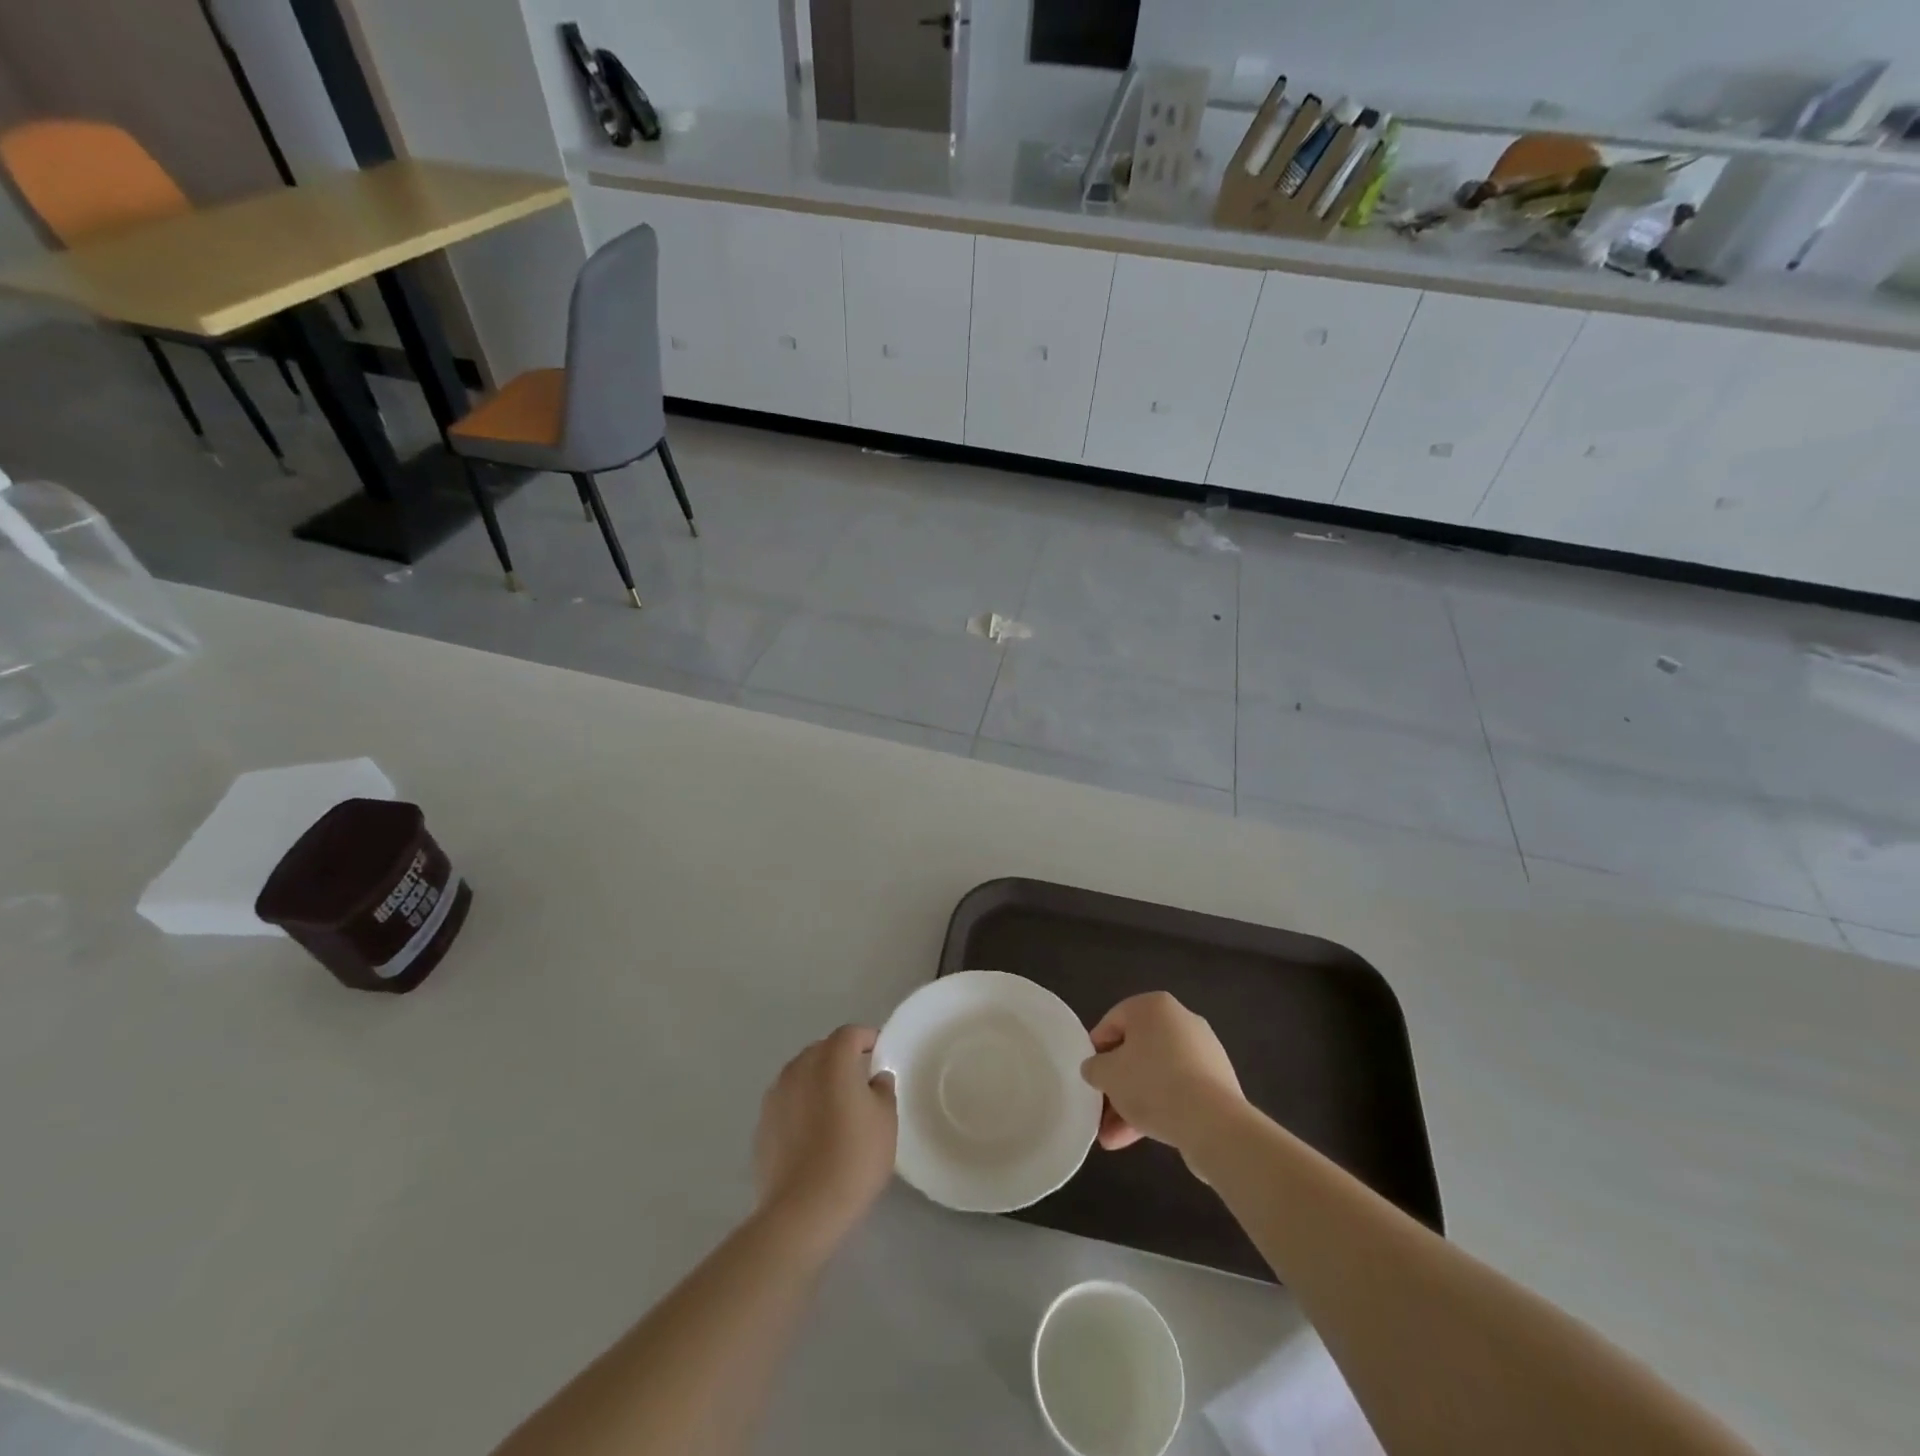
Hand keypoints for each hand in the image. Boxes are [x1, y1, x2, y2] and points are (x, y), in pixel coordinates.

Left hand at [754, 1026, 896, 1252]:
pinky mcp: (762, 1123)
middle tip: (860, 1081)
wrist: (802, 1210)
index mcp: (831, 1060)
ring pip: (801, 1074)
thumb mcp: (886, 1121)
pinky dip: (801, 1105)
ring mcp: (776, 1095)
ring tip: (835, 1107)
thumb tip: (874, 1079)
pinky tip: (813, 1133)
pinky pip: (787, 1101)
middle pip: (822, 1050)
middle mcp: (799, 1068)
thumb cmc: (853, 1158)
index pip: (850, 1034)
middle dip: (841, 1058)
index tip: (879, 1054)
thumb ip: (882, 1090)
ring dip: (818, 1081)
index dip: (866, 1039)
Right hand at [1080, 992, 1245, 1153]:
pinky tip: (1137, 1138)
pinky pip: (1178, 1090)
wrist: (1214, 1123)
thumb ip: (1094, 1067)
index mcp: (1154, 1006)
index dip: (1095, 1050)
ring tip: (1112, 1139)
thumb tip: (1096, 1069)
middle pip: (1136, 1051)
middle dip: (1116, 1085)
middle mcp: (1181, 1021)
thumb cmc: (1152, 1084)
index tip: (1089, 1076)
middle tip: (1100, 1111)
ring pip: (1156, 1075)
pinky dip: (1158, 1108)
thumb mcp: (1107, 1074)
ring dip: (1132, 1104)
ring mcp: (1202, 1052)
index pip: (1113, 1021)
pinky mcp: (1216, 1083)